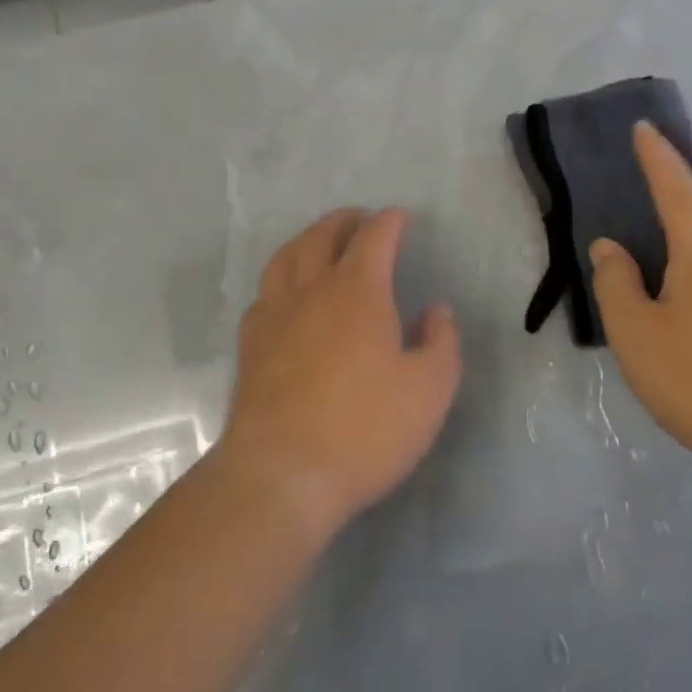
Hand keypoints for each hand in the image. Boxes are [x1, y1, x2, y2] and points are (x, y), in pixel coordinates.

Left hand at [217, 208, 462, 541]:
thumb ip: (441, 342)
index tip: (401, 218)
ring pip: (286, 256)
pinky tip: (288, 294)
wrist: (282, 473)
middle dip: (345, 220)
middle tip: (361, 221)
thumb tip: (437, 310)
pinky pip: (265, 291)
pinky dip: (282, 277)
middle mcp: (311, 289)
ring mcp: (273, 314)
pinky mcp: (250, 343)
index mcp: (357, 291)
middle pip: (322, 235)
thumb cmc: (365, 429)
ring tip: (321, 243)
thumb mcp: (429, 390)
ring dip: (308, 239)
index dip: (390, 221)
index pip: (374, 237)